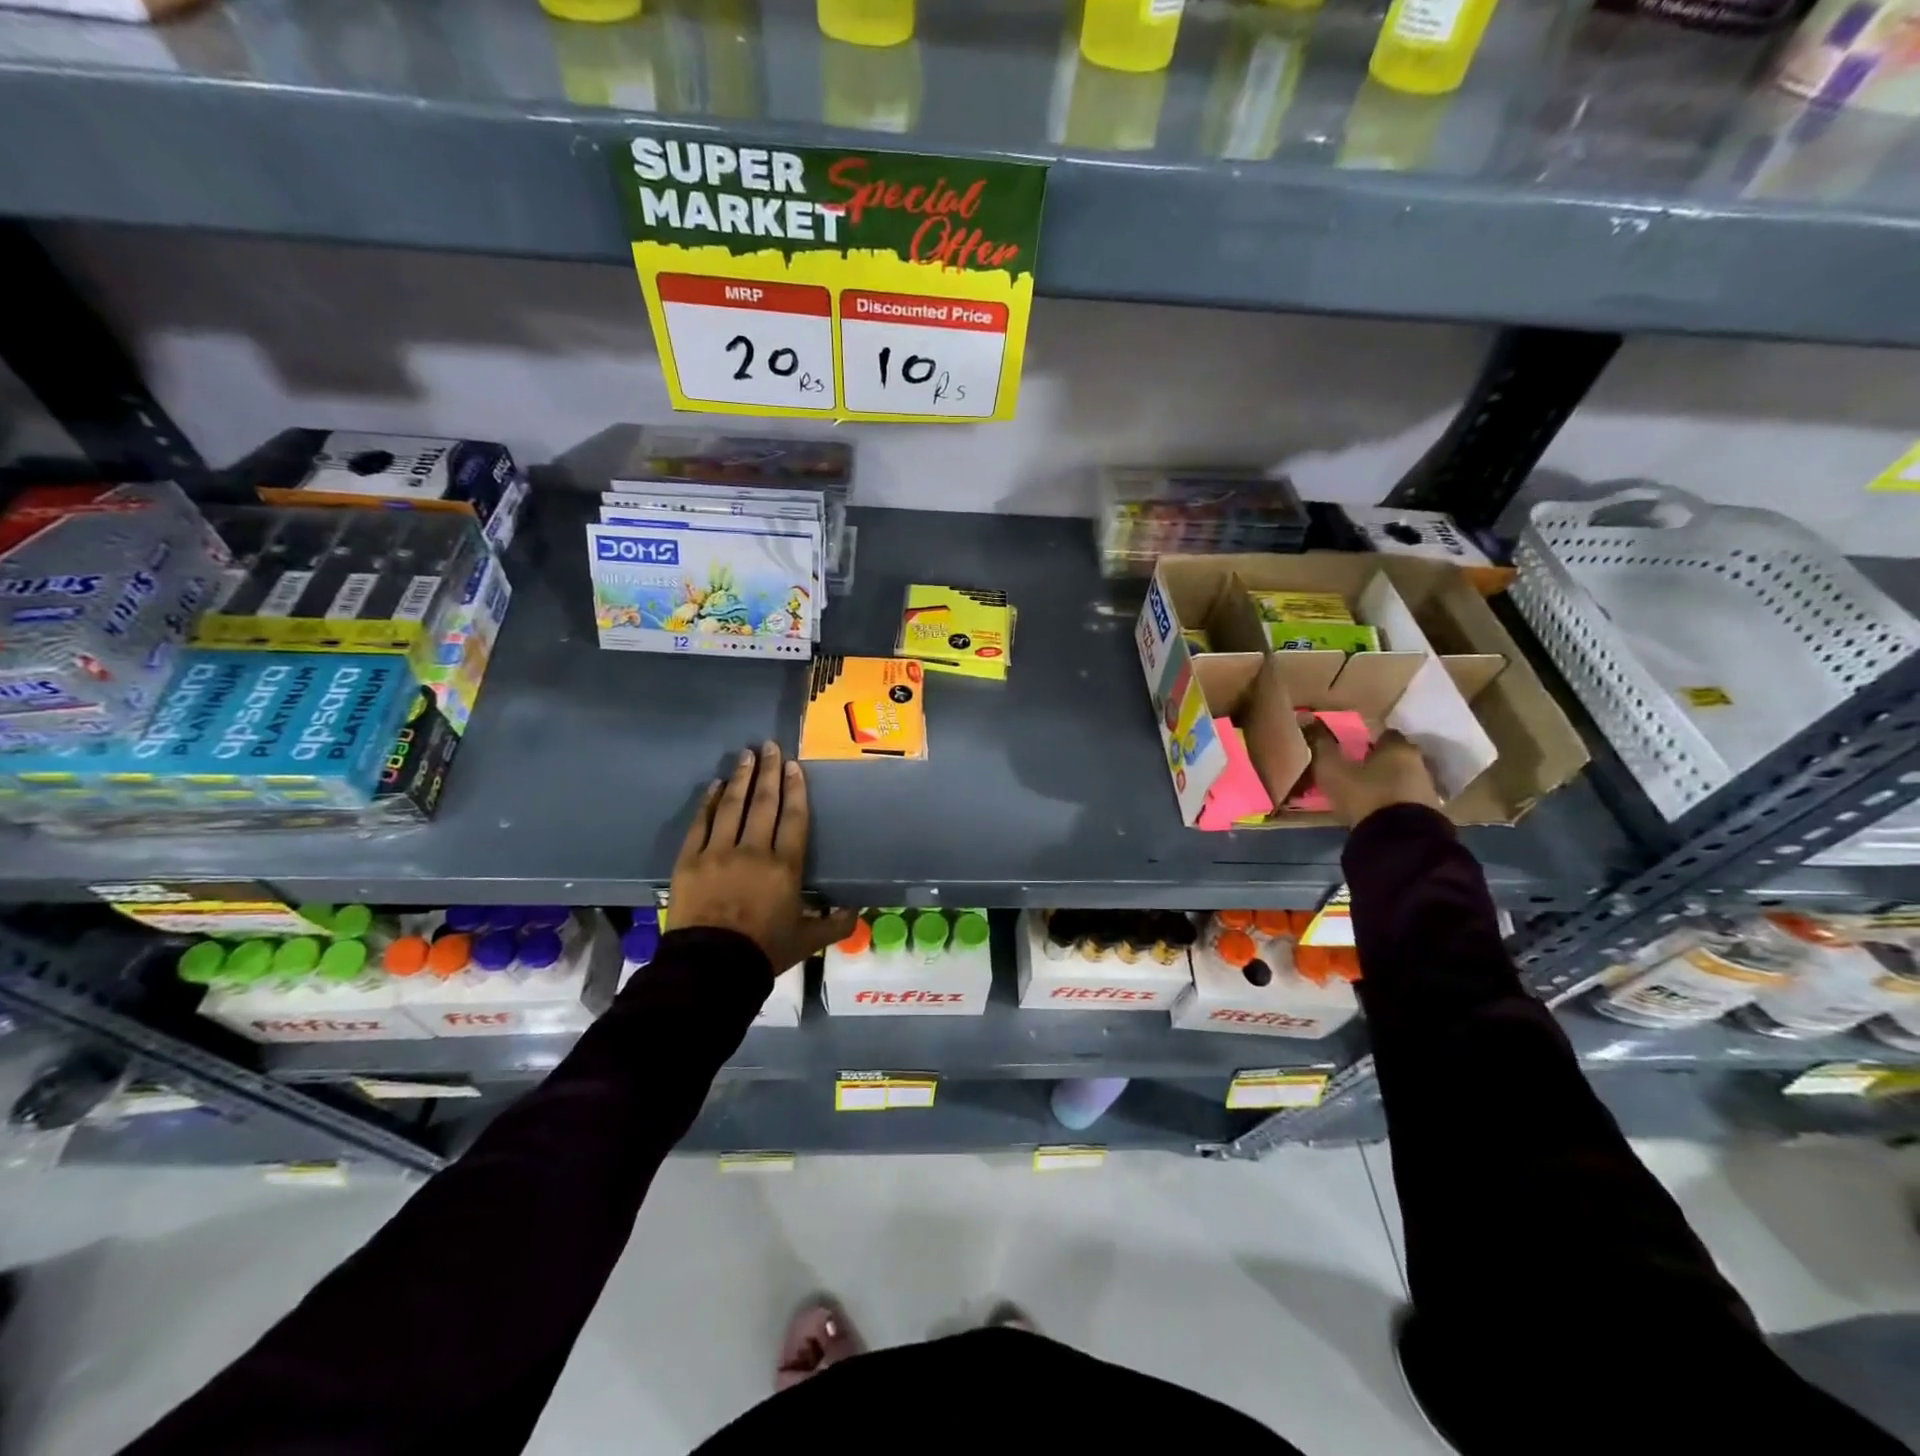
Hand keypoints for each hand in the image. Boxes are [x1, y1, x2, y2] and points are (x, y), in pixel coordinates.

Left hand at [671, 741, 857, 971]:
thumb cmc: (764, 951)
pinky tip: (715, 786)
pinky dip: (709, 802)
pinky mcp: (690, 861)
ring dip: (741, 778)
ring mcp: (718, 852)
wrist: (711, 968)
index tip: (792, 766)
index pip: (793, 818)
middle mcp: (754, 850)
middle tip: (769, 746)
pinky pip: (701, 824)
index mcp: (785, 866)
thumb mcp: (807, 940)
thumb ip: (833, 924)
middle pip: (763, 803)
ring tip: (745, 755)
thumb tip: (855, 912)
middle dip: (768, 772)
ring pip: (732, 806)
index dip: (795, 790)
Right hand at [1302, 719, 1441, 827]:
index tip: (1349, 747)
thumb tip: (1306, 718)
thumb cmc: (1365, 794)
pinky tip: (1378, 808)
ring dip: (1387, 780)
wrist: (1399, 838)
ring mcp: (1427, 787)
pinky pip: (1406, 797)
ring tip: (1365, 791)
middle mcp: (1417, 761)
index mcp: (1396, 747)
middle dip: (1378, 759)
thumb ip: (1321, 744)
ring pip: (1403, 776)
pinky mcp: (1429, 811)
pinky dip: (1394, 799)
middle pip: (1395, 754)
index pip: (1383, 732)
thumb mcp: (1333, 769)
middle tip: (1355, 769)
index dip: (1366, 738)